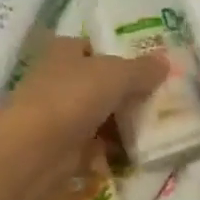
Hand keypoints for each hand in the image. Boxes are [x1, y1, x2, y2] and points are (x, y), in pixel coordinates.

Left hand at [0, 35, 167, 157]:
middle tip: (158, 99)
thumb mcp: (117, 75)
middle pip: (96, 83)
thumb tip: (165, 61)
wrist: (34, 150)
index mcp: (63, 51)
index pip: (91, 47)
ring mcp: (56, 115)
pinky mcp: (59, 148)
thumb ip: (142, 69)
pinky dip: (110, 150)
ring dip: (119, 123)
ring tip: (153, 127)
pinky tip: (134, 152)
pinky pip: (92, 145)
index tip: (147, 67)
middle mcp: (56, 79)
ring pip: (96, 115)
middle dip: (124, 92)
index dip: (117, 54)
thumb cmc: (73, 97)